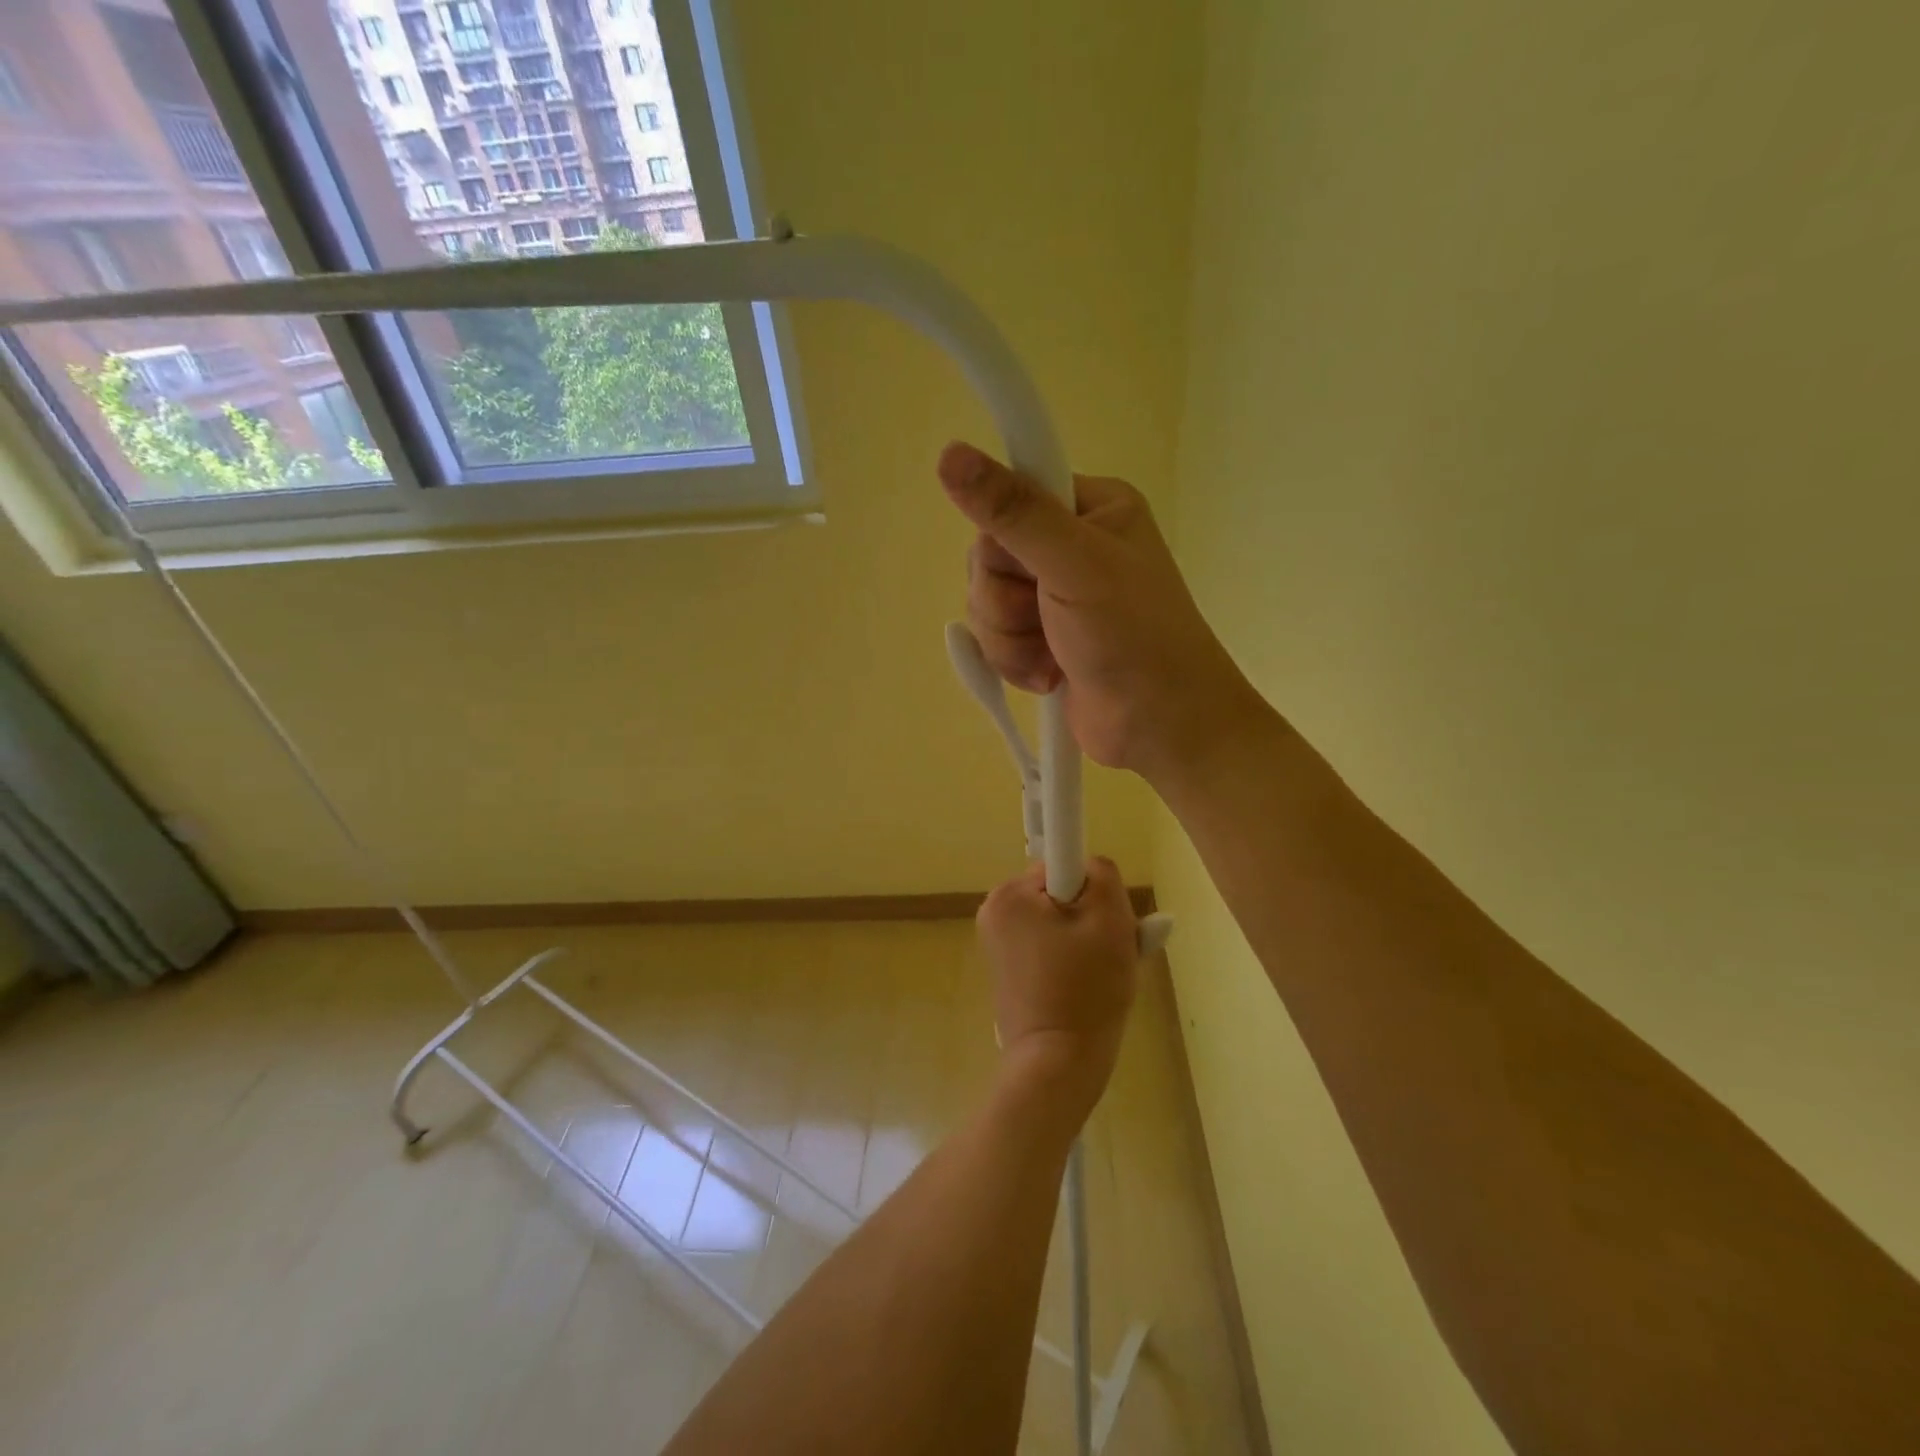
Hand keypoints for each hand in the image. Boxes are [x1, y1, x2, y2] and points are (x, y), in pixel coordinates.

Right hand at [939, 441, 1260, 782]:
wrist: (1161, 726)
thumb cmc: (1133, 636)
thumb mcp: (1074, 564)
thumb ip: (1013, 512)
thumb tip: (949, 453)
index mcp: (1093, 507)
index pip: (1013, 495)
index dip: (1005, 534)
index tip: (1027, 566)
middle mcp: (1071, 545)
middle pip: (990, 555)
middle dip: (1006, 601)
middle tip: (1047, 619)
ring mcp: (1054, 596)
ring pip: (986, 600)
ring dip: (1009, 638)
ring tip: (1053, 656)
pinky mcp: (1042, 638)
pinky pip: (994, 636)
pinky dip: (1014, 661)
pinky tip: (1049, 674)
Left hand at [976, 858, 1139, 1109]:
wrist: (1057, 1065)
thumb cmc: (1086, 989)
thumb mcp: (1110, 920)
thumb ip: (1103, 875)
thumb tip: (1090, 868)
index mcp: (1009, 894)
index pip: (1064, 866)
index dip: (1093, 891)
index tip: (1104, 924)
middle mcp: (994, 911)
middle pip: (1061, 894)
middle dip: (1091, 917)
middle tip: (1113, 952)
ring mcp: (996, 943)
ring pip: (1058, 921)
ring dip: (1085, 939)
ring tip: (1102, 974)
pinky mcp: (1006, 970)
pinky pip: (1047, 947)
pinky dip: (1070, 959)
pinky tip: (1086, 987)